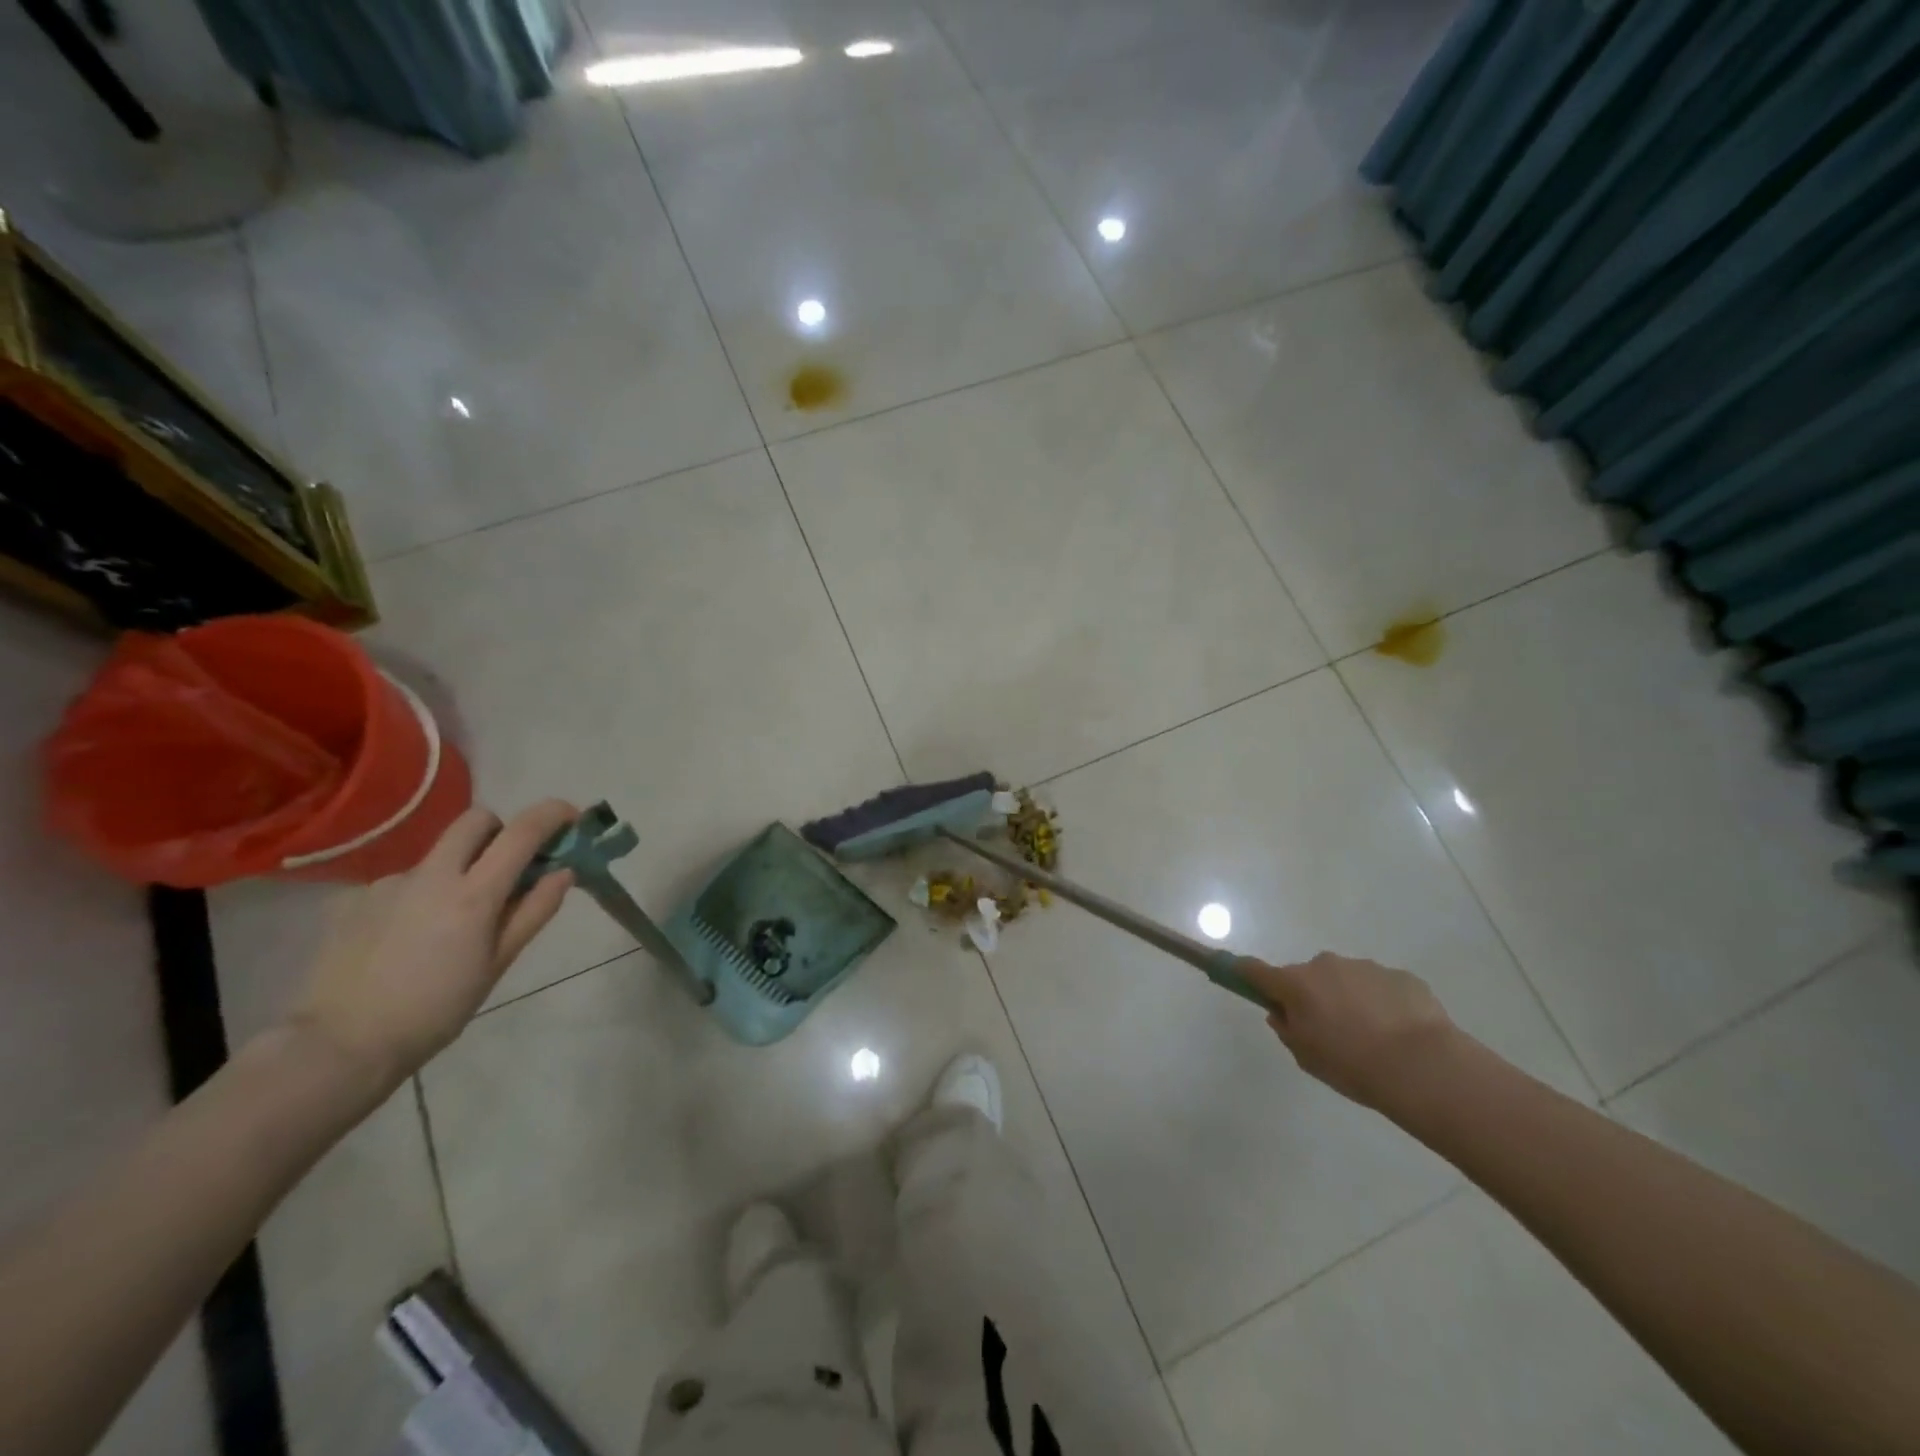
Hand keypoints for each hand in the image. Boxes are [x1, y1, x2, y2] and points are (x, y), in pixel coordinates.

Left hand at [289, 800, 577, 1095]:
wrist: (340, 1045)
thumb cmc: (436, 1010)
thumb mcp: (497, 964)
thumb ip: (534, 912)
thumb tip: (564, 872)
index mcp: (473, 894)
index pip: (522, 832)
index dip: (552, 814)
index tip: (571, 817)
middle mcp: (430, 875)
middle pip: (474, 820)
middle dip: (500, 830)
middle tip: (508, 866)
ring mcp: (388, 884)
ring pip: (438, 856)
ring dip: (457, 871)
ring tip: (449, 924)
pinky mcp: (355, 899)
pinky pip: (404, 884)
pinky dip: (420, 897)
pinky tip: (409, 938)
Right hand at [1238, 952, 1457, 1111]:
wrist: (1424, 1067)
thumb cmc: (1352, 1065)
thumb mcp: (1307, 1058)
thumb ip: (1288, 1030)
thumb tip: (1283, 1013)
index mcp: (1295, 984)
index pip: (1253, 969)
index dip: (1242, 973)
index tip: (1238, 976)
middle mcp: (1324, 966)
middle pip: (1306, 976)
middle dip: (1312, 996)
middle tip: (1329, 1033)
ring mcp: (1364, 967)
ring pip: (1346, 980)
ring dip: (1350, 1000)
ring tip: (1373, 1041)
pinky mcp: (1401, 976)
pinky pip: (1381, 988)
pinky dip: (1383, 1005)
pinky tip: (1400, 1036)